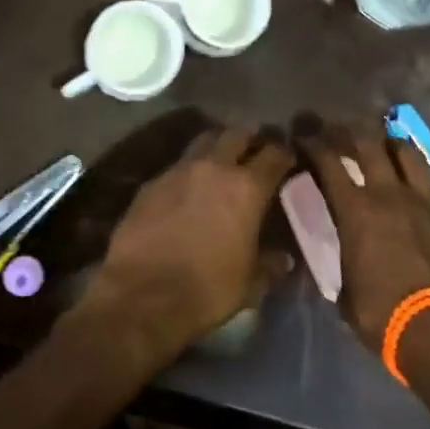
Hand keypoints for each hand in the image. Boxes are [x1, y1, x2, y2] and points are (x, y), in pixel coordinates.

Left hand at [75, 125, 294, 358]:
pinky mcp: (151, 183)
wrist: (142, 294)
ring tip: (221, 159)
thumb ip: (270, 265)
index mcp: (247, 188)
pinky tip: (187, 188)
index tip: (287, 158)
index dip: (284, 153)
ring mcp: (179, 171)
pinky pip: (176, 166)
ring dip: (216, 145)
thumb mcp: (250, 284)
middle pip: (236, 134)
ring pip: (203, 141)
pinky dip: (188, 170)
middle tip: (255, 147)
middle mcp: (214, 168)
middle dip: (249, 137)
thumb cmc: (207, 289)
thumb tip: (284, 259)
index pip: (274, 155)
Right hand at [292, 117, 429, 353]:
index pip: (328, 162)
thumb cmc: (383, 315)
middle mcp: (389, 194)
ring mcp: (425, 202)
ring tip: (385, 145)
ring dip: (392, 144)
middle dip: (349, 130)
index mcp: (355, 210)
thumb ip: (341, 264)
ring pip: (408, 154)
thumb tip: (340, 259)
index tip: (303, 136)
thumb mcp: (344, 293)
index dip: (312, 144)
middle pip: (368, 143)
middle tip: (339, 129)